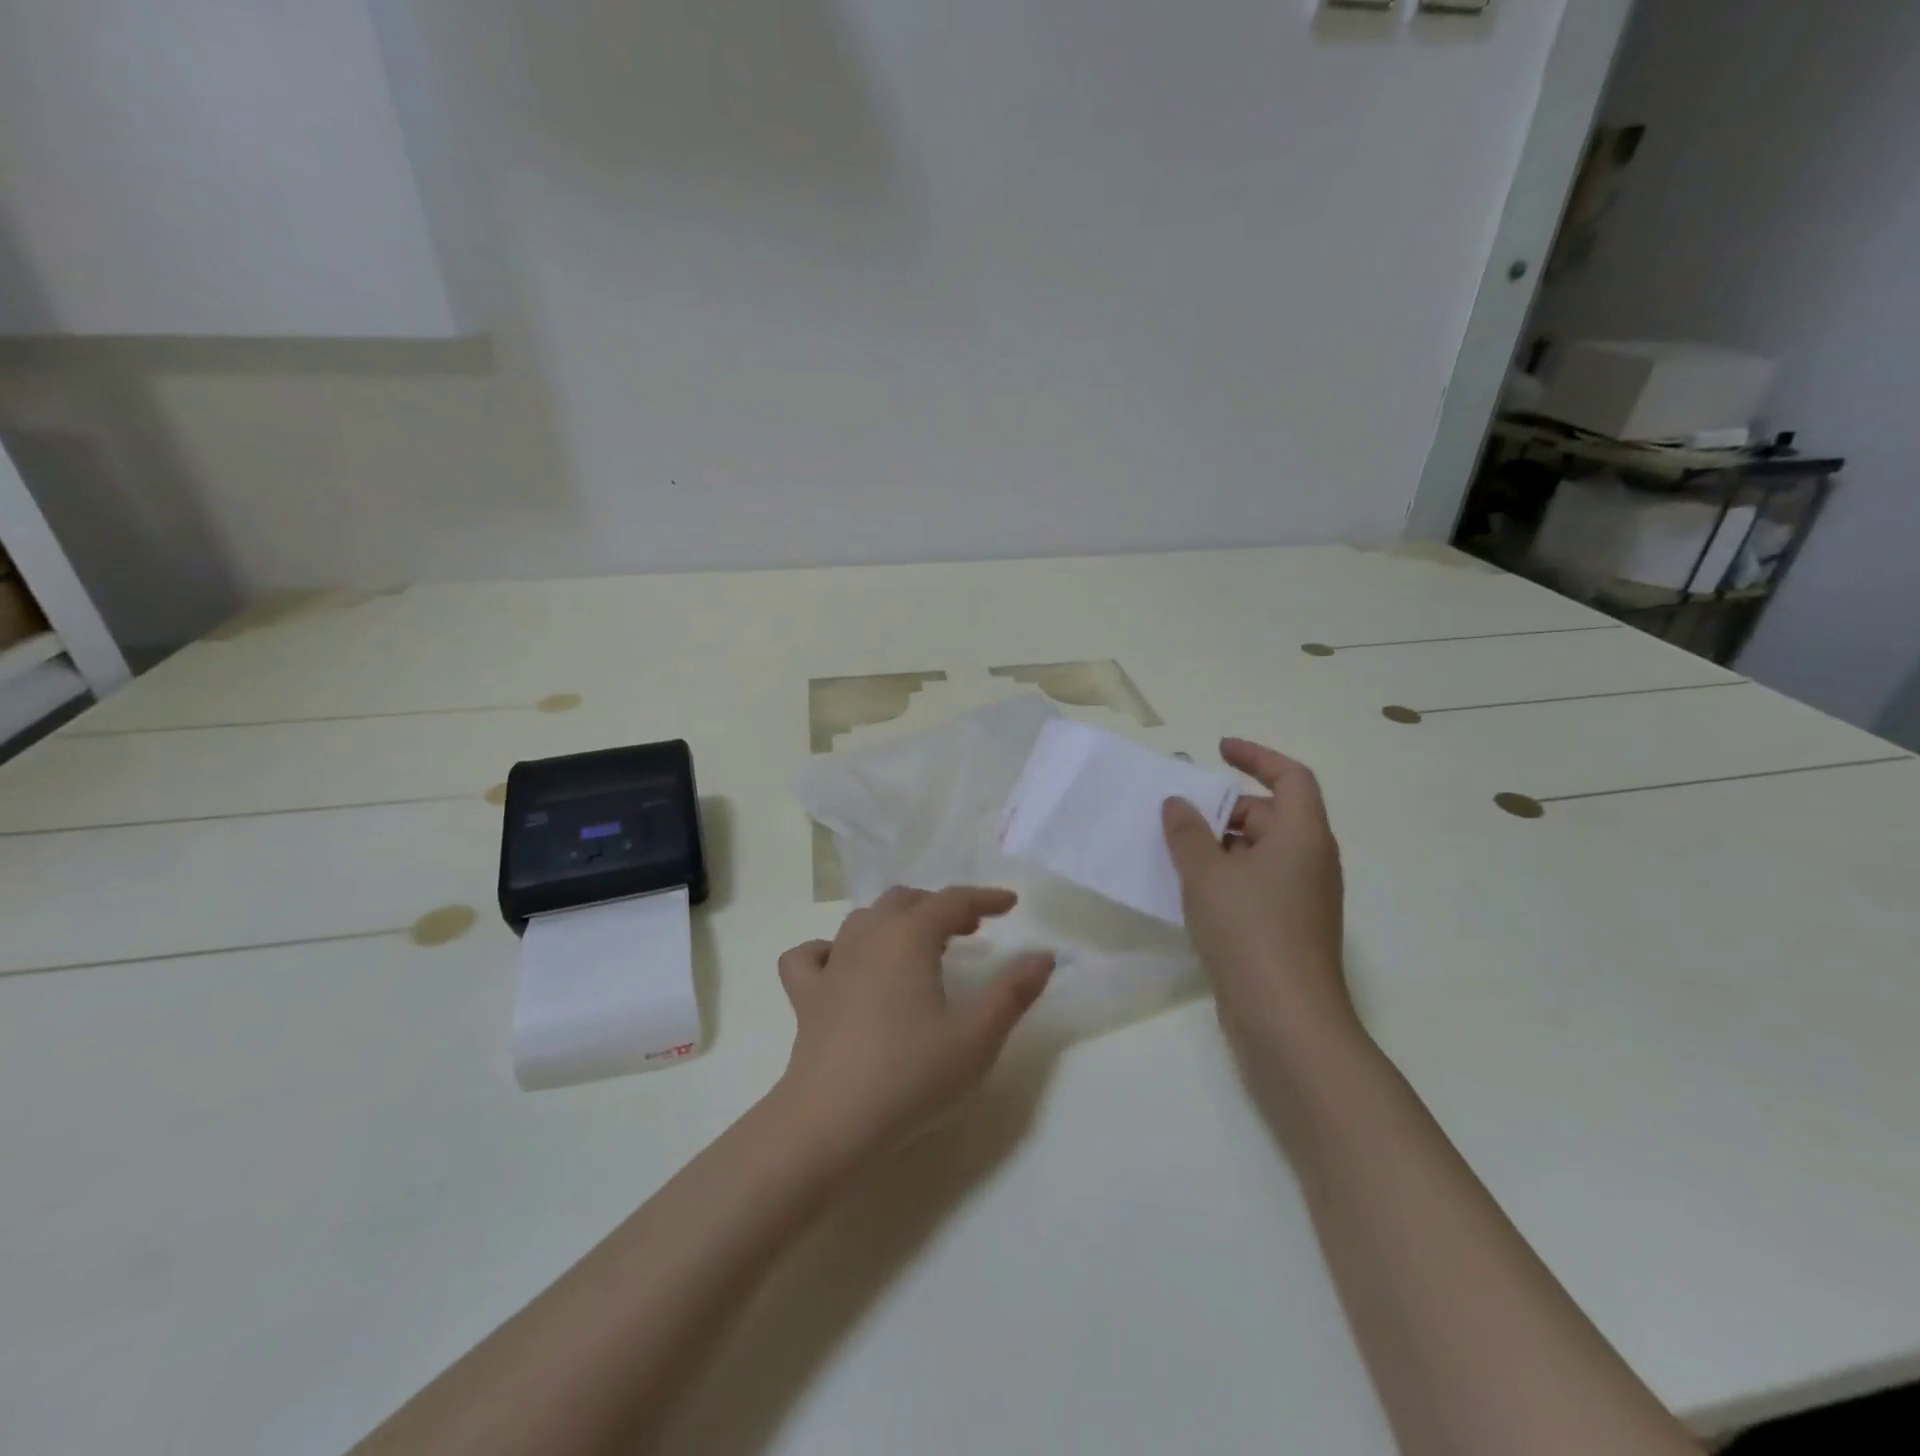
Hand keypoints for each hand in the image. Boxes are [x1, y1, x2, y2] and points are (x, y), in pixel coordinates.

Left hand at [774, 886, 1054, 1162]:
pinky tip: (842, 967)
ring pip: (863, 920)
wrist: (829, 1122)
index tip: (1010, 904)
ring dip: (895, 921)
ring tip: (918, 945)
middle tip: (969, 929)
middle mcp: (867, 938)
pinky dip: (830, 950)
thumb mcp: (977, 1037)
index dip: (984, 898)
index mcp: (909, 937)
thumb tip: (1042, 955)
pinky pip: (811, 955)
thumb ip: (1013, 992)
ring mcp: (831, 965)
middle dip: (940, 906)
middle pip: (906, 901)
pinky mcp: (805, 996)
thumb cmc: (910, 1076)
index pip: (952, 900)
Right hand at [1162, 738, 1355, 1062]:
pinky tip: (1191, 891)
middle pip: (1272, 815)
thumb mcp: (1207, 874)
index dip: (1256, 757)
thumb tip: (1178, 803)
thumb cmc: (1249, 931)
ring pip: (1261, 852)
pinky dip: (1227, 875)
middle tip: (1180, 812)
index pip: (1291, 778)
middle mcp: (1310, 861)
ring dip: (1221, 844)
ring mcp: (1302, 898)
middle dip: (1226, 808)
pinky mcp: (1289, 928)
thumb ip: (1187, 833)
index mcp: (1303, 837)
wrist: (1286, 1019)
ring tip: (1175, 849)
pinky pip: (1257, 883)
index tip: (1218, 750)